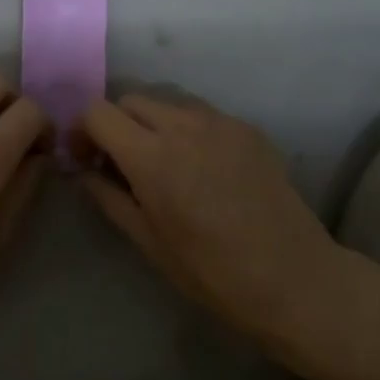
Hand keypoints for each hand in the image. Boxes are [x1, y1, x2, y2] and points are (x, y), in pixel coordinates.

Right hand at [78, 88, 339, 344]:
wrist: (295, 279)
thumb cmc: (214, 273)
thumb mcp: (149, 243)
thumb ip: (109, 197)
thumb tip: (84, 171)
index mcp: (152, 157)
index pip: (99, 112)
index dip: (83, 130)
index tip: (85, 157)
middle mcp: (182, 125)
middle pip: (130, 100)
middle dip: (116, 124)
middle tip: (119, 162)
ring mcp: (218, 121)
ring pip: (166, 102)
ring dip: (151, 123)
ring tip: (162, 162)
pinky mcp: (245, 127)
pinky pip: (200, 114)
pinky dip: (186, 130)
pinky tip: (200, 167)